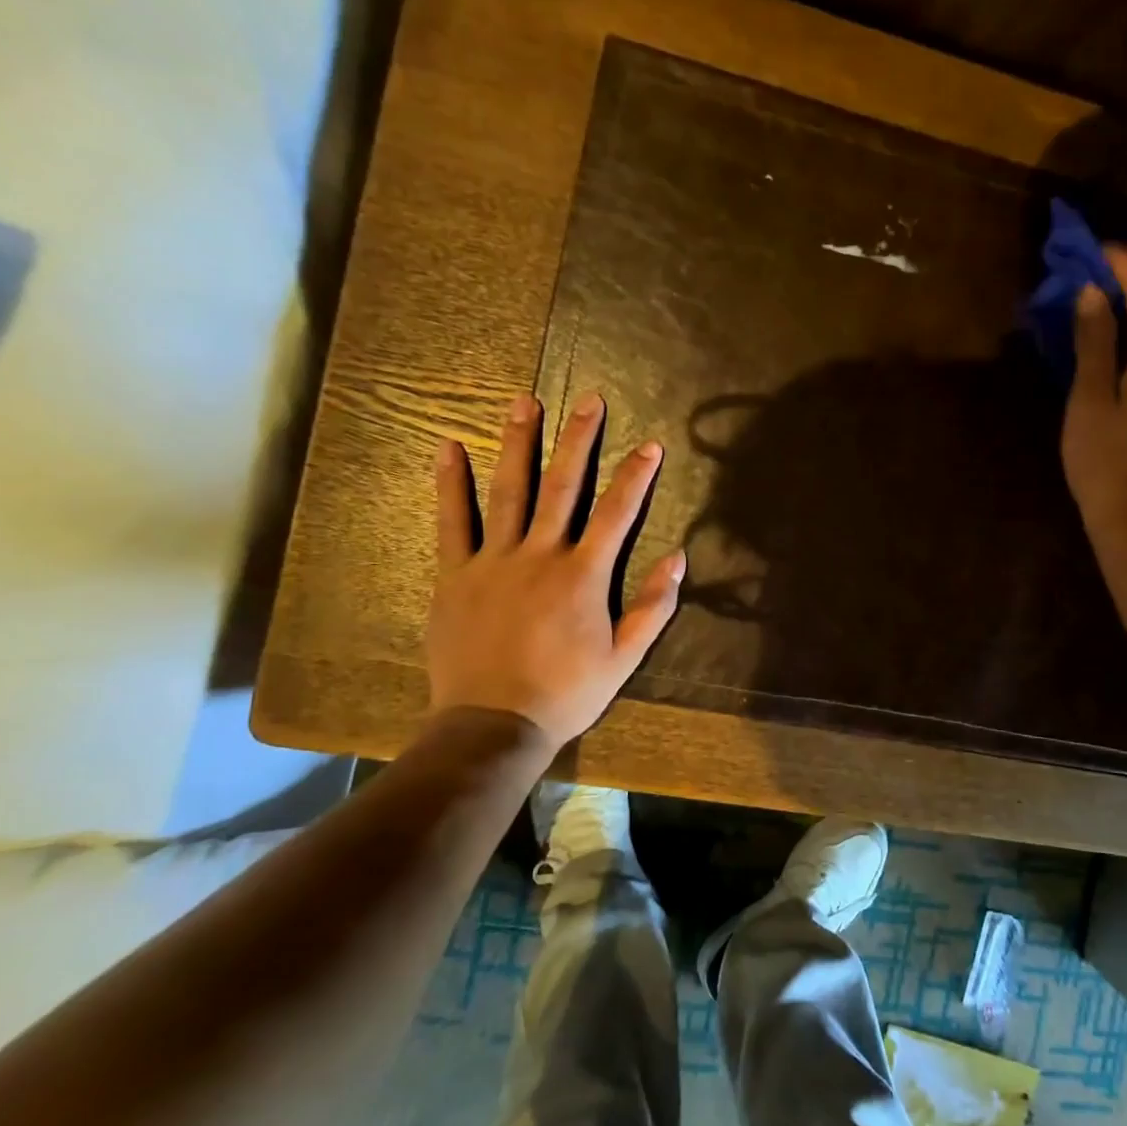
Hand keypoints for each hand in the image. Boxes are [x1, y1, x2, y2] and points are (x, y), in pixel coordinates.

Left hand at [427, 391, 684, 745]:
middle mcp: (540, 555)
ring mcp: (493, 560)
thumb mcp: (624, 657)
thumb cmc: (566, 693)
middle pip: (563, 487)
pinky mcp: (456, 574)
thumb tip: (677, 558)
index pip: (617, 514)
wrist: (494, 724)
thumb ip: (652, 607)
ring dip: (518, 444)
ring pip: (508, 491)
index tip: (651, 445)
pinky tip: (449, 448)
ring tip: (523, 403)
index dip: (636, 477)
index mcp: (583, 575)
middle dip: (578, 441)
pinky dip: (451, 483)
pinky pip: (452, 521)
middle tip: (587, 401)